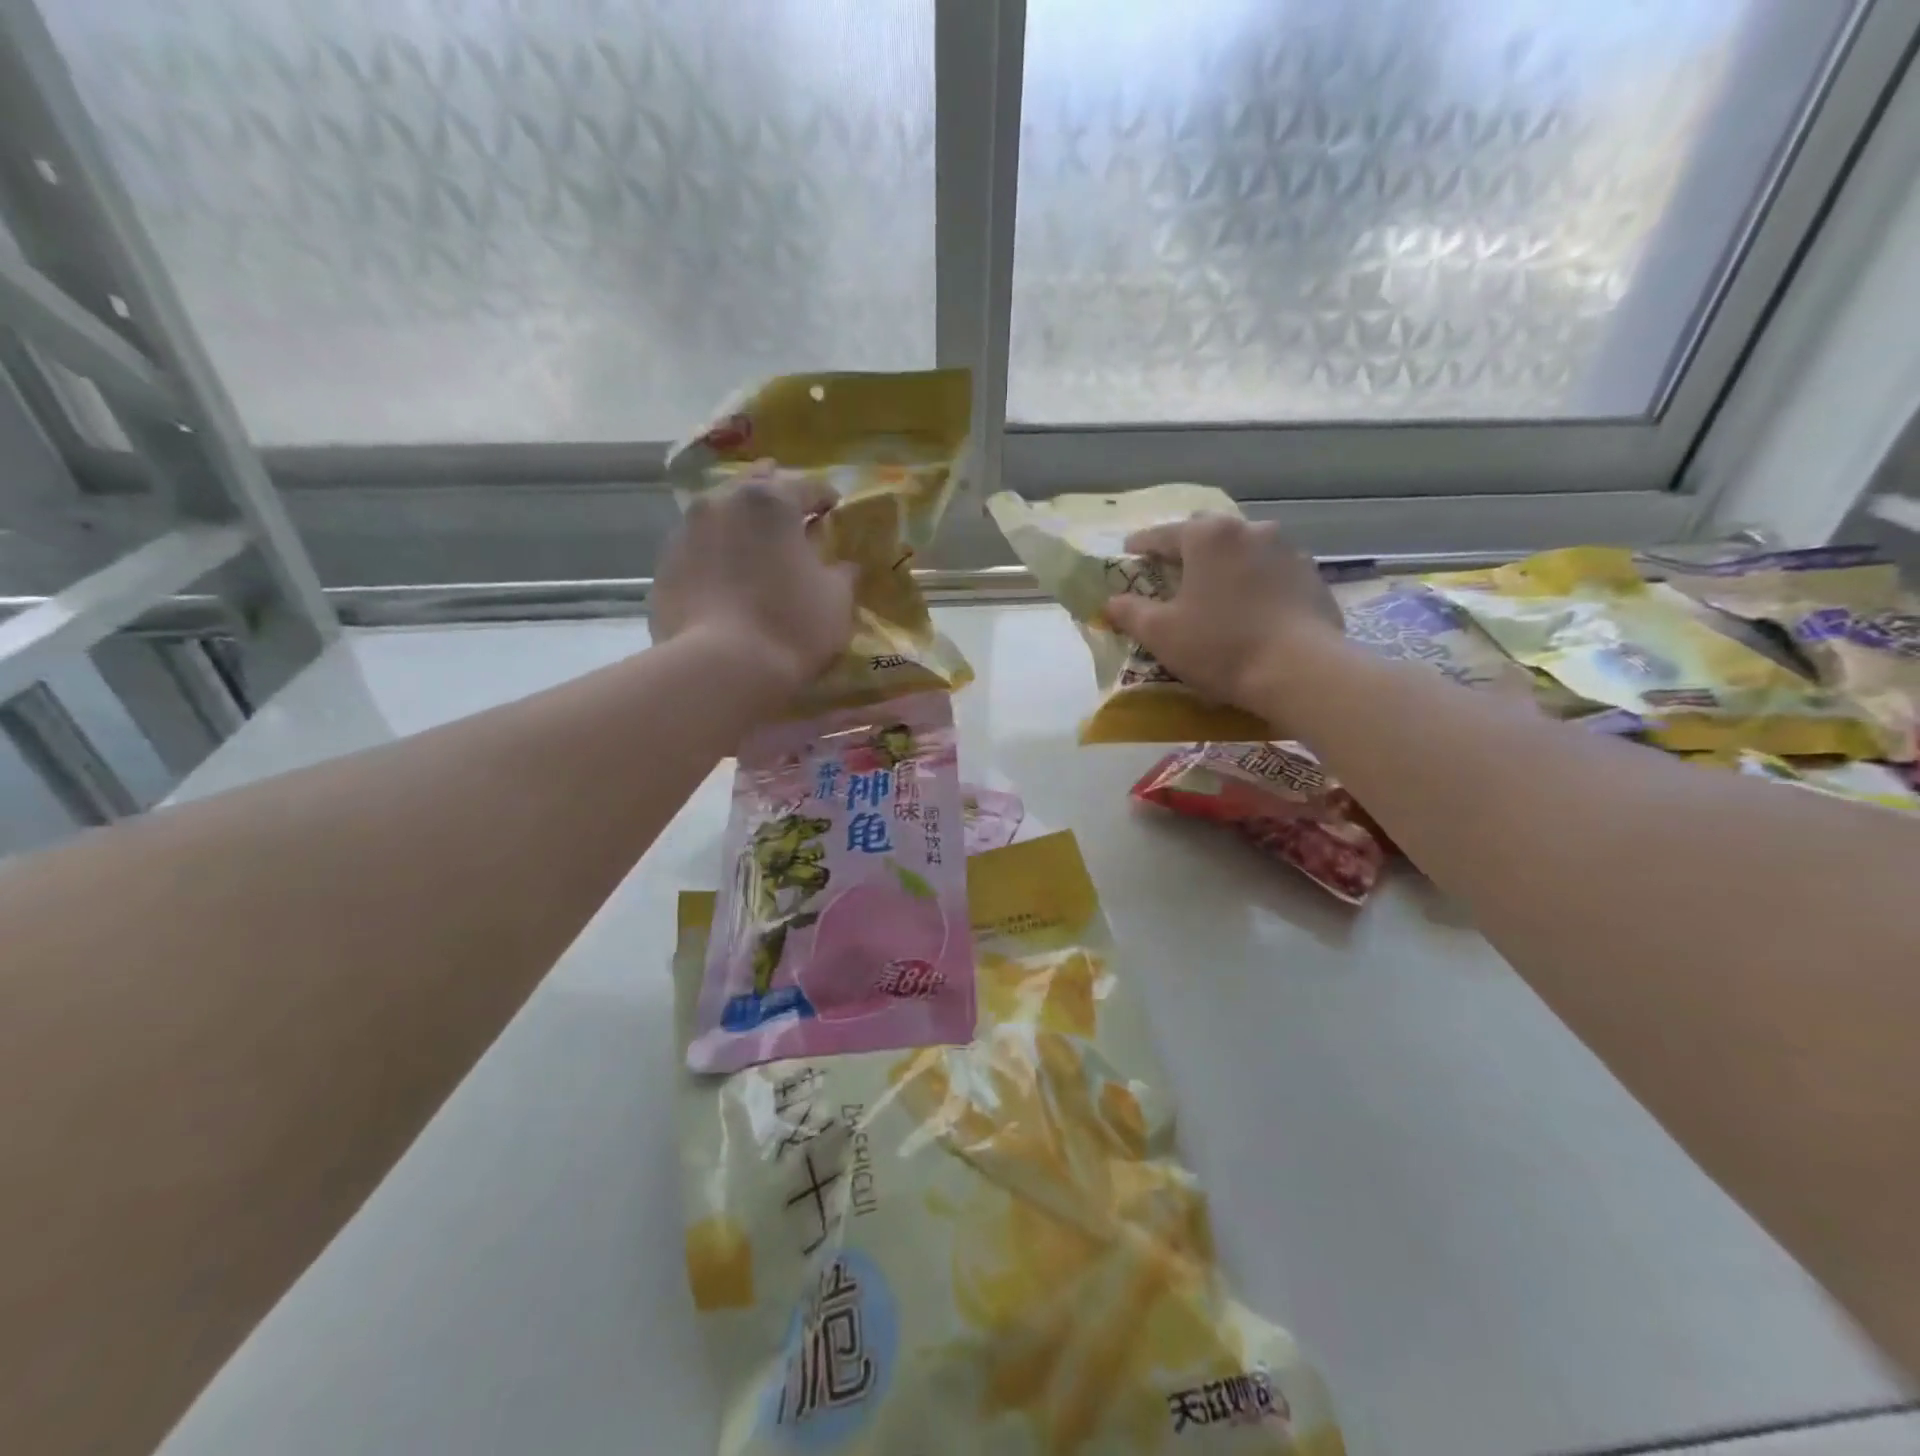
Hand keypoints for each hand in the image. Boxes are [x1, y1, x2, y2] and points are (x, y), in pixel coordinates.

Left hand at [652, 468, 856, 695]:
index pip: (807, 486)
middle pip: (755, 488)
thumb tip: (842, 565)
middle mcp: (722, 501)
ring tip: (756, 548)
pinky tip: (728, 579)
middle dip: (777, 499)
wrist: (719, 668)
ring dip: (742, 525)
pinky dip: (717, 554)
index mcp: (771, 500)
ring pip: (721, 514)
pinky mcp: (664, 565)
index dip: (826, 498)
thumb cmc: (790, 626)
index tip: (835, 510)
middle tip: (794, 519)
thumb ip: (841, 573)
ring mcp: (686, 531)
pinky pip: (700, 548)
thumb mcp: (836, 600)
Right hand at [1105, 514, 1343, 711]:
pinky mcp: (1313, 577)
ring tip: (1216, 591)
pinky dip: (1256, 583)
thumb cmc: (1220, 646)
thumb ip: (1130, 612)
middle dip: (1188, 549)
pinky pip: (1272, 573)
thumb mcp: (1160, 633)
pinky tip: (1251, 609)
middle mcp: (1251, 530)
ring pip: (1245, 550)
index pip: (1163, 534)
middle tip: (1173, 572)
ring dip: (1226, 564)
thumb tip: (1111, 602)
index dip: (1141, 545)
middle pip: (1208, 534)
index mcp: (1208, 536)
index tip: (1129, 553)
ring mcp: (1288, 551)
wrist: (1300, 671)